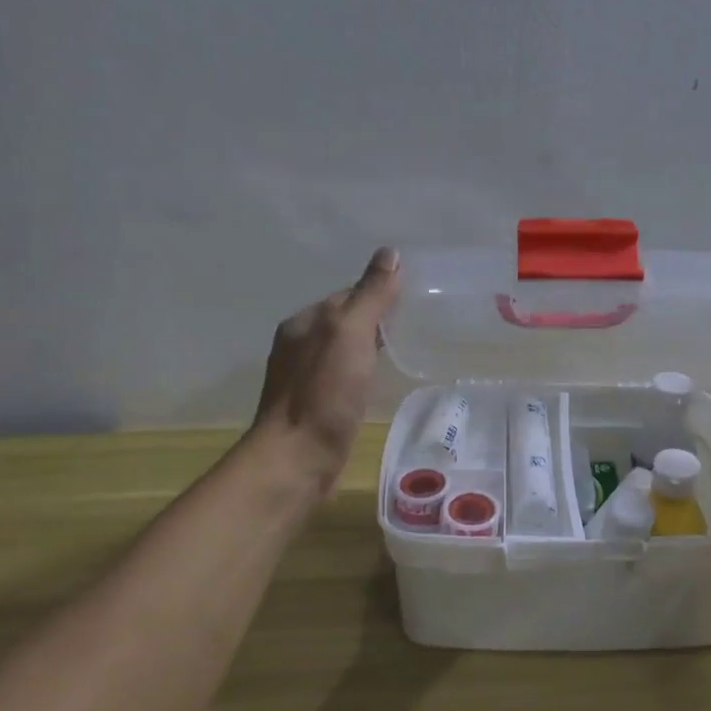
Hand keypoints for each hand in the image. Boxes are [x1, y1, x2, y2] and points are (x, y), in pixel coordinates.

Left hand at [249, 247, 400, 490]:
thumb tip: (389, 253)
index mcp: (304, 322)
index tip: (410, 304)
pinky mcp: (312, 407)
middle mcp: (298, 345)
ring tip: (401, 356)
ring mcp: (302, 378)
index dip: (377, 296)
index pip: (347, 295)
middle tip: (413, 329)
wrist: (298, 458)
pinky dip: (360, 376)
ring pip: (342, 352)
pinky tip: (376, 387)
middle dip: (374, 322)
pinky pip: (341, 378)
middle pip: (344, 322)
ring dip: (367, 350)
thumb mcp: (351, 333)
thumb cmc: (325, 392)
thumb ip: (371, 295)